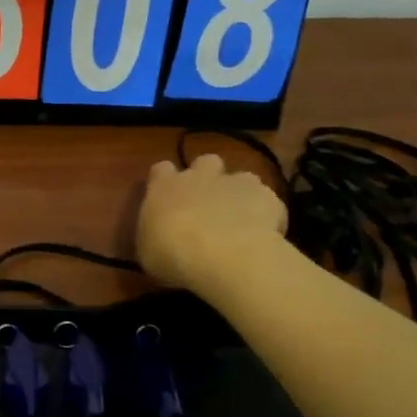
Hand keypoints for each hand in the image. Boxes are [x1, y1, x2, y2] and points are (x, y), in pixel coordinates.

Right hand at [136, 153, 288, 292]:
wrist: (223, 255)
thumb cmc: (172, 254)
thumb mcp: (148, 252)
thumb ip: (155, 236)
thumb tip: (159, 237)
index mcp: (164, 187)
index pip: (161, 170)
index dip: (165, 180)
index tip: (167, 197)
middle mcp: (200, 177)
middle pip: (205, 161)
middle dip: (208, 176)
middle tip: (208, 203)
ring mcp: (236, 183)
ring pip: (242, 177)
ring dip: (240, 193)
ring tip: (241, 219)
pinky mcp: (268, 197)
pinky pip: (268, 201)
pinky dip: (267, 214)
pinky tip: (264, 235)